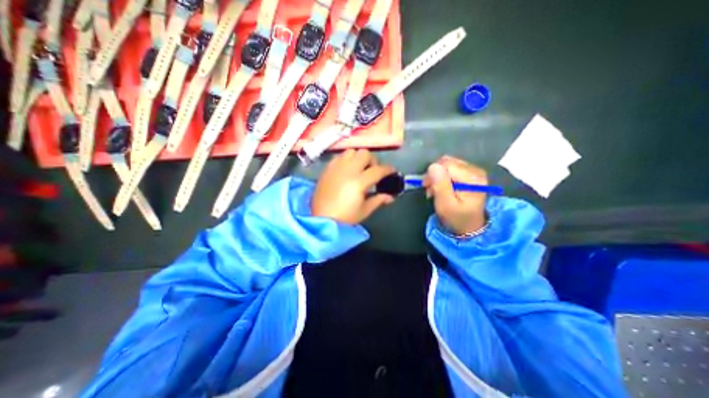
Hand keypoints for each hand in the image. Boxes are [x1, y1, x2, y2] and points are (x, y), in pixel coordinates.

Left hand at [312, 150, 396, 224]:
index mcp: (359, 182)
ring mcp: (336, 167)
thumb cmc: (345, 217)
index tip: (392, 171)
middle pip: (365, 154)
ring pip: (351, 152)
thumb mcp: (364, 210)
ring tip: (359, 169)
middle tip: (372, 171)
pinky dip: (346, 160)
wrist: (321, 218)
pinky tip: (346, 170)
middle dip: (372, 161)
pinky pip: (339, 157)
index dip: (388, 169)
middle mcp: (348, 170)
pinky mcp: (327, 169)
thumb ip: (378, 200)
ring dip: (358, 158)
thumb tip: (390, 197)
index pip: (378, 170)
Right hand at [420, 155, 487, 236]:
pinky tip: (442, 186)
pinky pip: (451, 167)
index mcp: (472, 179)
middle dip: (434, 174)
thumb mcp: (445, 205)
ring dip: (437, 175)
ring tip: (435, 189)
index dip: (433, 173)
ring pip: (448, 163)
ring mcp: (474, 171)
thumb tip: (433, 166)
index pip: (447, 165)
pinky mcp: (470, 172)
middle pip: (447, 162)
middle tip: (430, 189)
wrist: (469, 226)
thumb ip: (440, 185)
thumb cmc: (456, 217)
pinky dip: (442, 175)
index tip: (427, 186)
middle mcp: (476, 171)